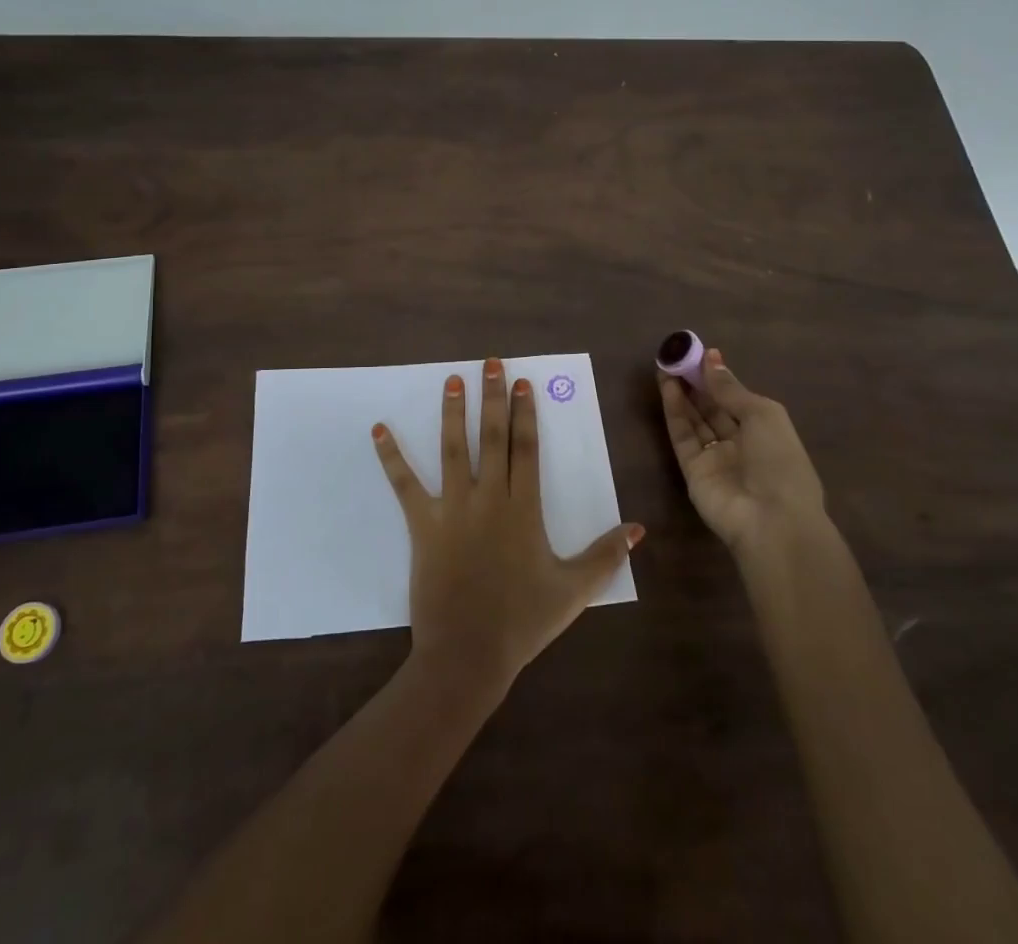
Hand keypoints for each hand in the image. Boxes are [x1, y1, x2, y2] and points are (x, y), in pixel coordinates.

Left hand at [373, 358, 642, 690]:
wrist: (468, 654)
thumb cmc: (523, 621)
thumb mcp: (574, 590)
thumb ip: (606, 556)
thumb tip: (638, 528)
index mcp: (523, 509)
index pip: (526, 449)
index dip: (525, 413)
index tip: (523, 383)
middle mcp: (489, 498)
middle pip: (492, 438)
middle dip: (493, 398)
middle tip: (492, 363)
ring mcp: (453, 509)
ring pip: (453, 450)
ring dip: (452, 413)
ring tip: (452, 380)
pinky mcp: (423, 525)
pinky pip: (405, 485)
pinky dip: (391, 457)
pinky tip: (379, 430)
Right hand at [657, 347, 823, 554]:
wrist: (771, 520)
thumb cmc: (779, 461)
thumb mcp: (762, 415)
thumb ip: (730, 388)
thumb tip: (711, 358)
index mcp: (766, 431)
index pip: (737, 399)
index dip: (719, 377)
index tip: (699, 353)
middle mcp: (740, 444)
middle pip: (713, 409)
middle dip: (696, 383)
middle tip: (677, 357)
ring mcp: (715, 458)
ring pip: (695, 420)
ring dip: (682, 394)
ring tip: (666, 366)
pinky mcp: (692, 471)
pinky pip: (682, 436)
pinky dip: (674, 412)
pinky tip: (667, 388)